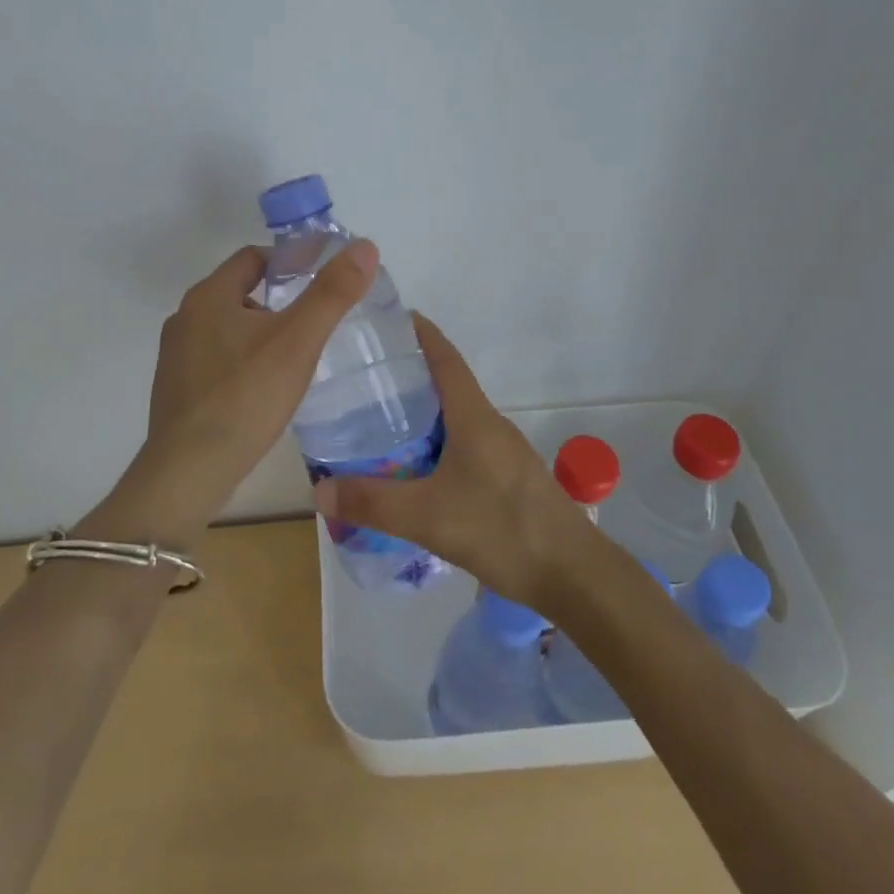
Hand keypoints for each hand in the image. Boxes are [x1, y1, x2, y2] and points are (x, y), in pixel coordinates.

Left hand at [85, 239, 378, 545]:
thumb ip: (332, 293)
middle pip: (240, 291)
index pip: (254, 258)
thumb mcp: (297, 341)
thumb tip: (365, 246)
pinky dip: (245, 360)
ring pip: (229, 328)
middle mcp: (185, 318)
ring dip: (262, 332)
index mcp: (208, 296)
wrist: (189, 472)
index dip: (291, 261)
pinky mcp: (177, 389)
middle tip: (318, 318)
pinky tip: (266, 387)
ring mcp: (176, 356)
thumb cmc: (245, 398)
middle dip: (280, 299)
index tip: (323, 279)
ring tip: (298, 354)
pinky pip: (218, 359)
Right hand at [311, 315, 599, 611]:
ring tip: (377, 423)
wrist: (573, 575)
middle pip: (446, 385)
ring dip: (421, 415)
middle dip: (408, 376)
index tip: (388, 318)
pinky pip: (463, 446)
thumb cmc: (503, 530)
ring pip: (454, 419)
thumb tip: (319, 489)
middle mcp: (490, 425)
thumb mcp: (428, 517)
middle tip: (362, 378)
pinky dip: (434, 445)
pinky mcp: (507, 479)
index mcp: (474, 417)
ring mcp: (502, 452)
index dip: (419, 332)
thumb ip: (373, 502)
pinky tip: (412, 471)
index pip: (445, 357)